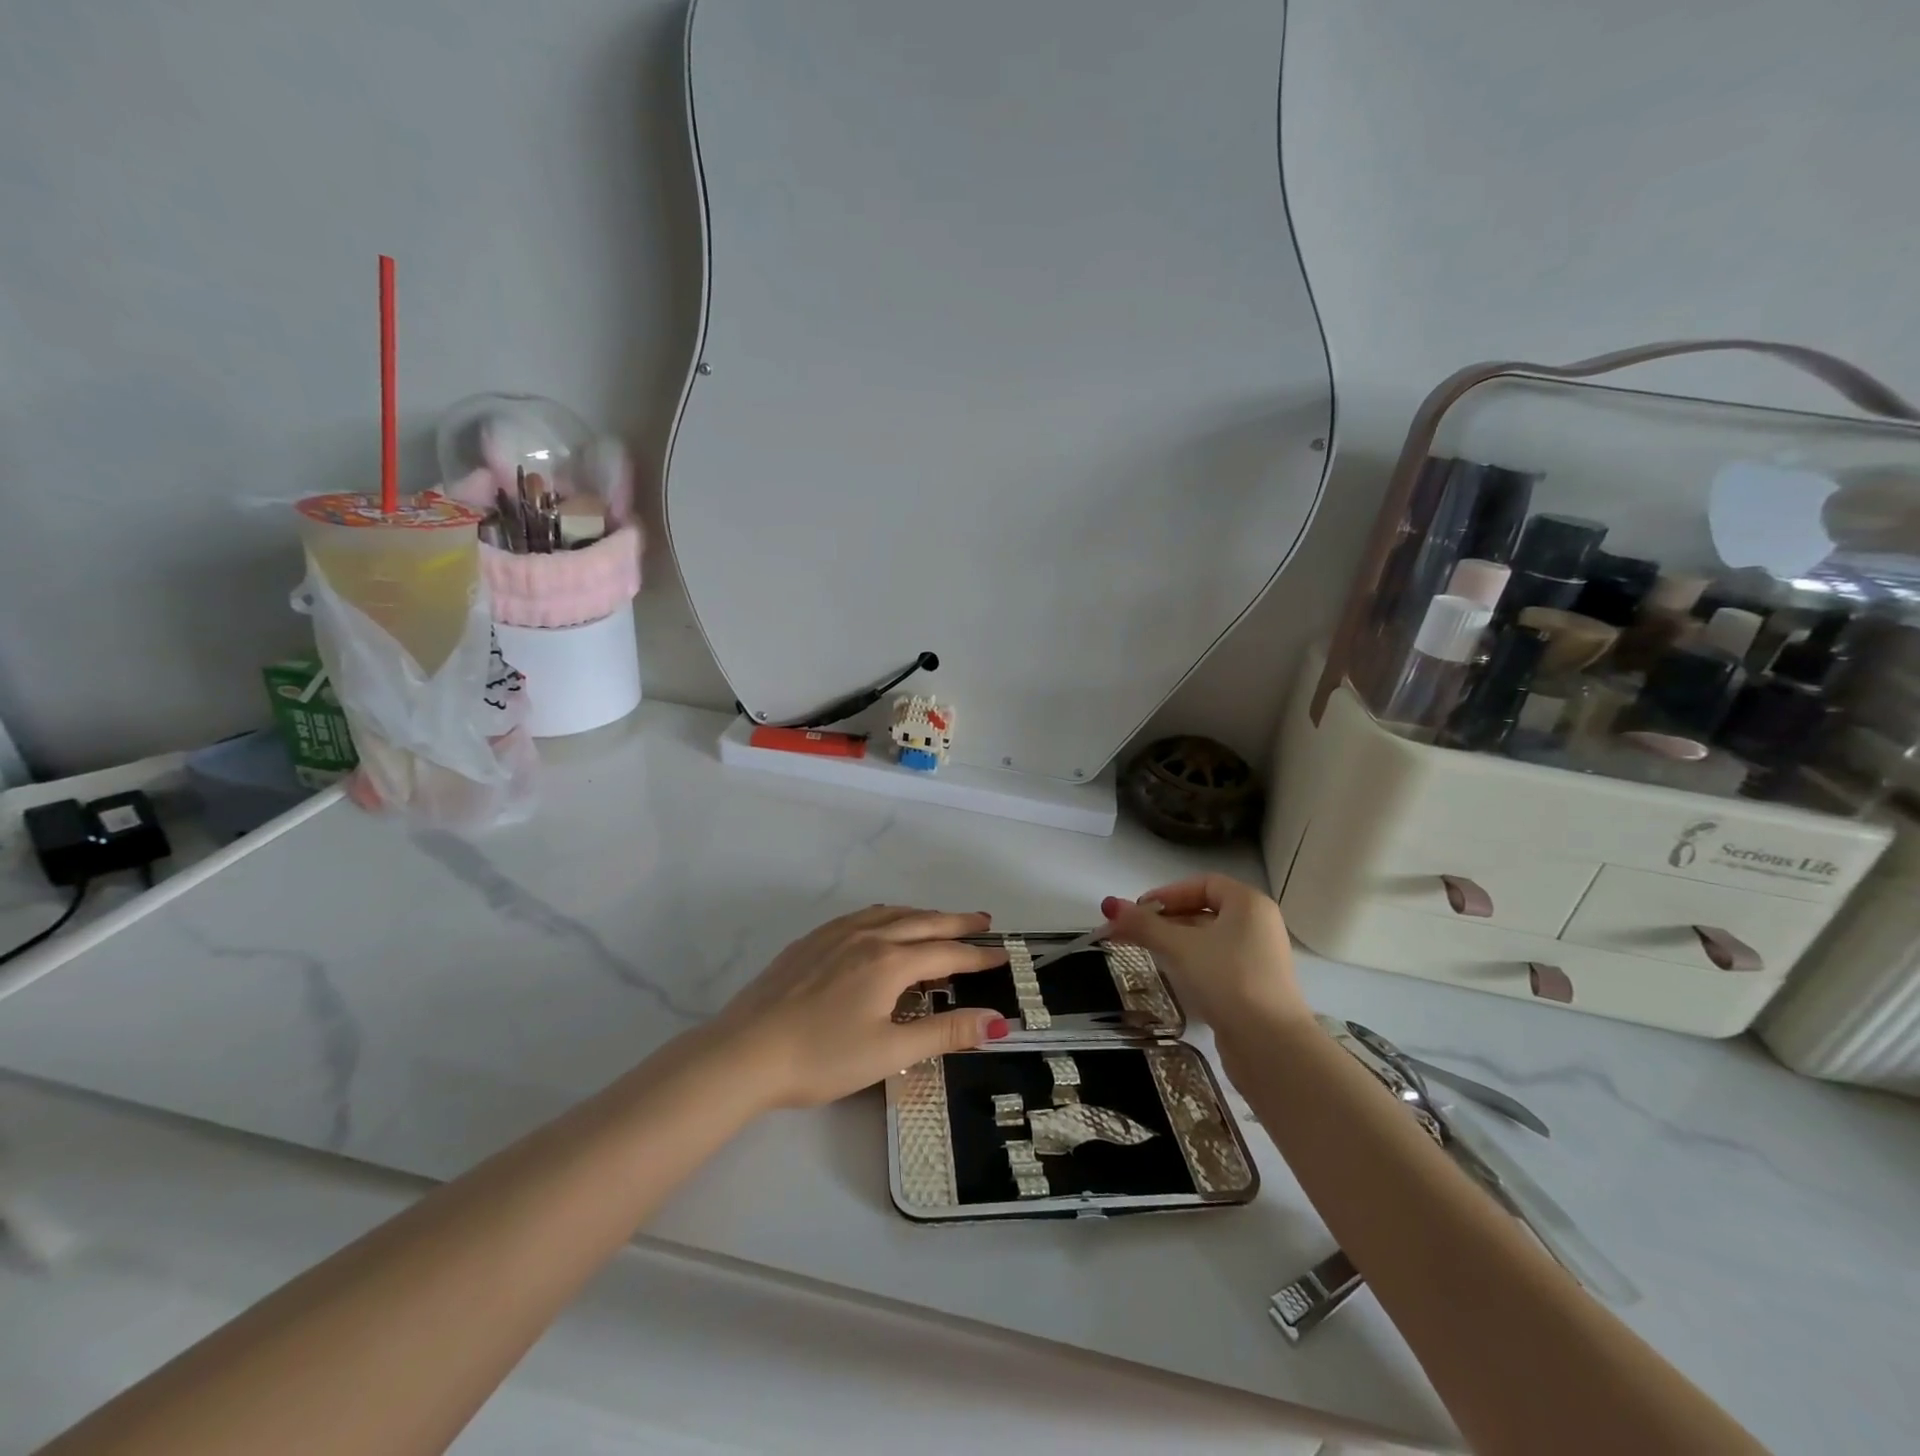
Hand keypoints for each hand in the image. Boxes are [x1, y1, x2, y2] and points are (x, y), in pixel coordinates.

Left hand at [707, 906, 1011, 1108]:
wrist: (744, 1052)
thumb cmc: (821, 1058)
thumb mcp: (889, 1052)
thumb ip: (944, 1033)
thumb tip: (997, 1021)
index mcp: (889, 962)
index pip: (946, 953)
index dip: (977, 955)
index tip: (1003, 955)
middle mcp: (867, 936)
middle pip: (922, 922)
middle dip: (957, 922)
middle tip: (985, 922)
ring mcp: (835, 935)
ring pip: (891, 914)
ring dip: (922, 915)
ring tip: (940, 920)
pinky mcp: (810, 941)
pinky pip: (861, 916)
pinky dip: (888, 915)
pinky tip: (882, 923)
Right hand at [1100, 875, 1310, 1061]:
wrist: (1271, 1045)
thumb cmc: (1228, 980)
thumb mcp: (1180, 947)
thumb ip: (1144, 925)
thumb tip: (1109, 904)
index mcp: (1249, 904)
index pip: (1203, 884)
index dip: (1168, 893)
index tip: (1139, 910)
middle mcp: (1258, 925)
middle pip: (1204, 911)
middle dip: (1165, 919)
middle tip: (1132, 931)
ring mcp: (1258, 958)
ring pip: (1209, 939)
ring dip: (1175, 941)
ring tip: (1145, 952)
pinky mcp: (1254, 987)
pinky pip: (1217, 962)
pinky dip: (1192, 962)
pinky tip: (1173, 976)